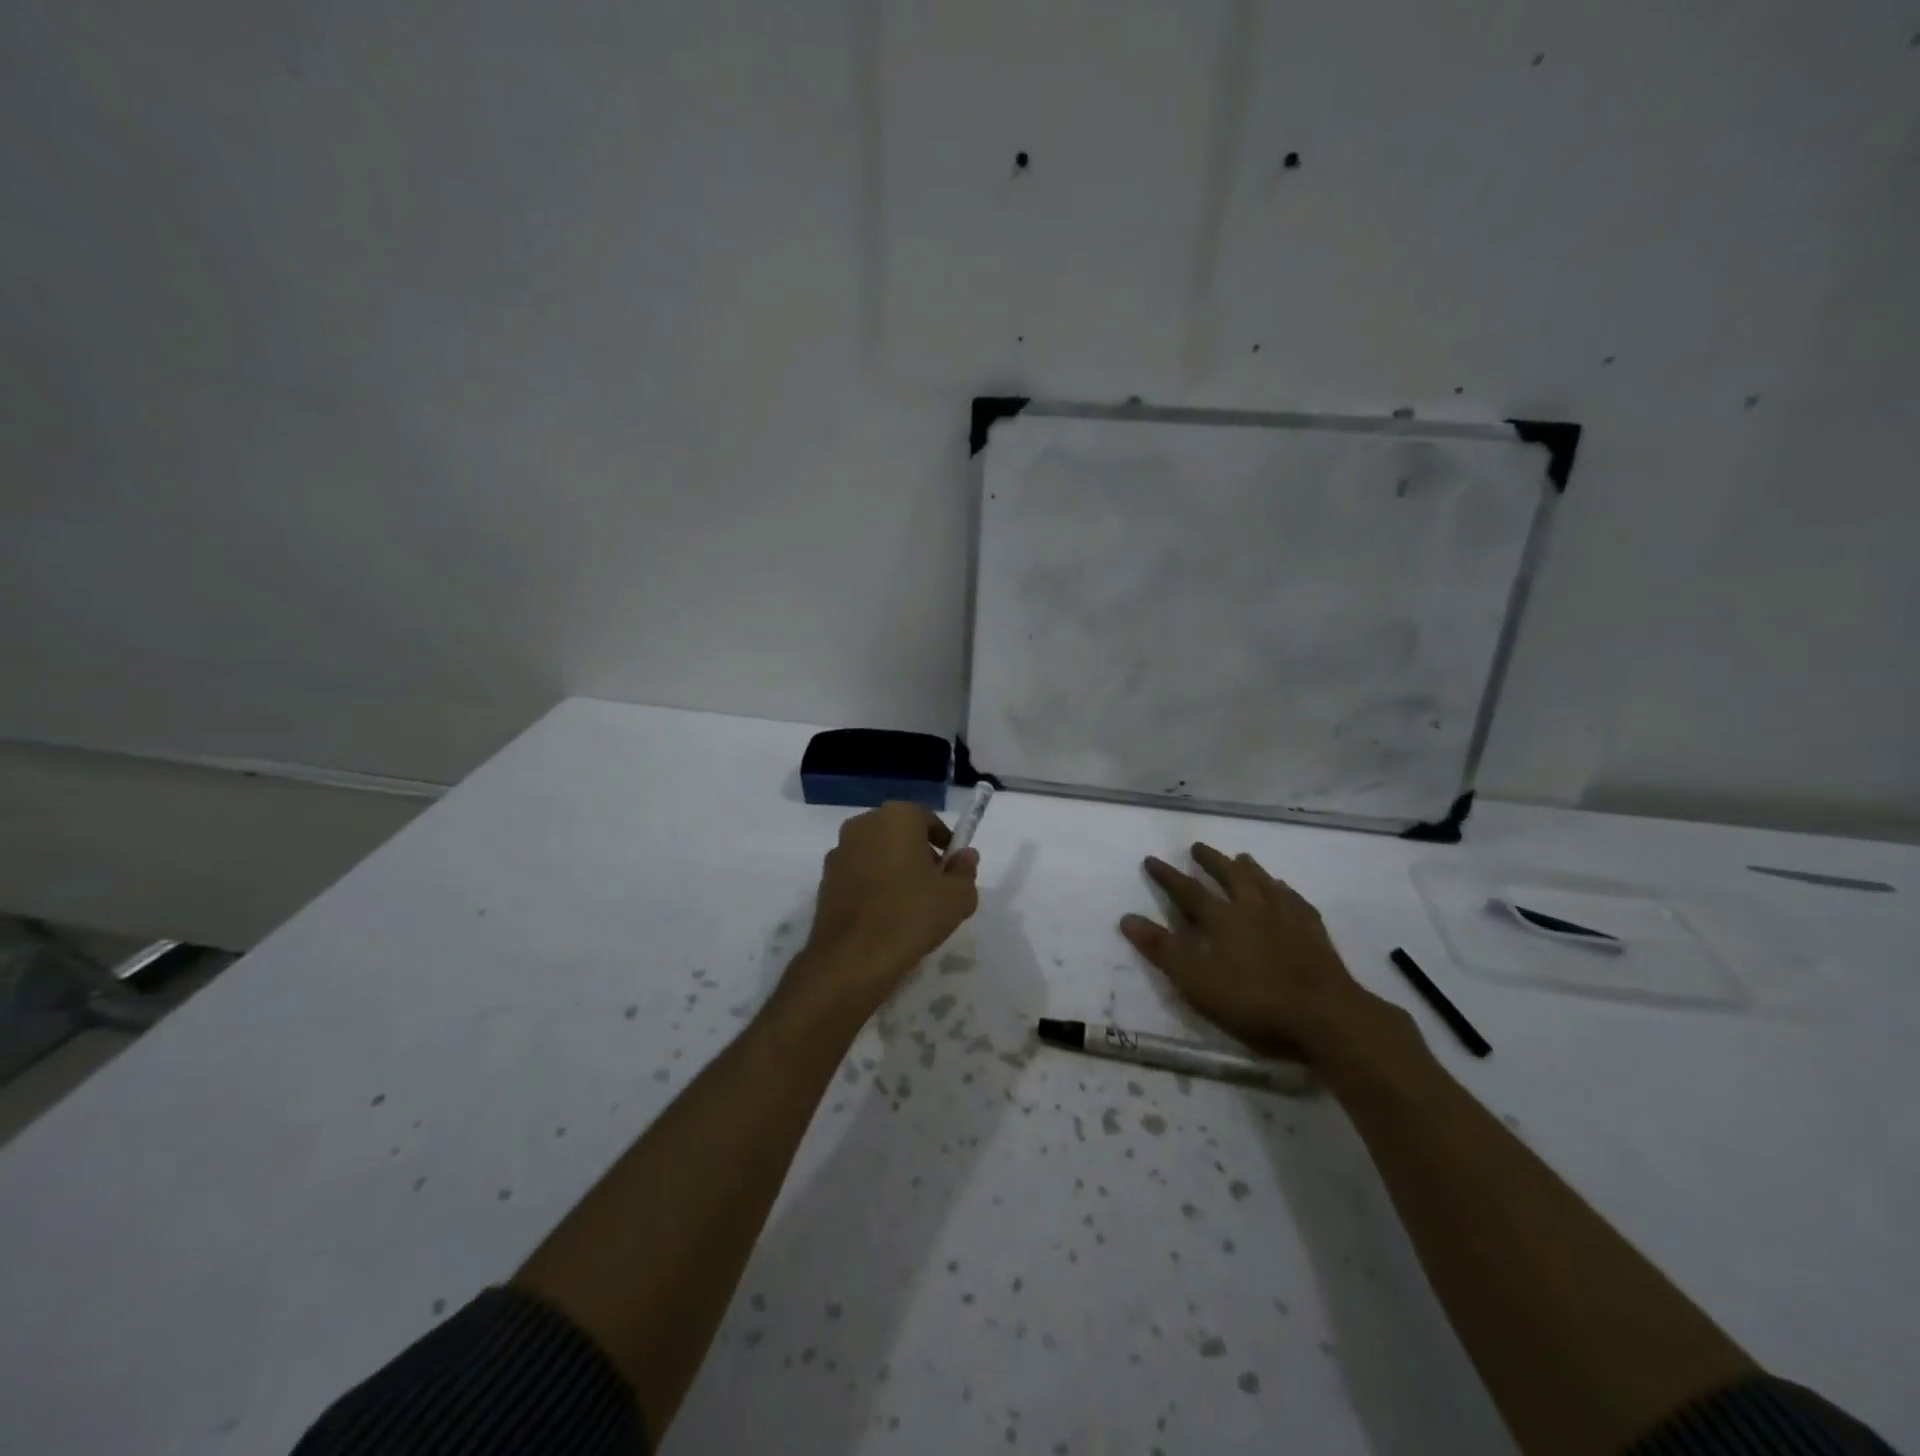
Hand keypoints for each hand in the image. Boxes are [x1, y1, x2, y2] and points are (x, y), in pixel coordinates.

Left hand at [786, 802, 979, 1020]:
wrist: (853, 957)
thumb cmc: (912, 915)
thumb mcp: (957, 896)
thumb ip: (965, 870)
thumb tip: (965, 856)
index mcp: (897, 816)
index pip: (927, 819)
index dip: (944, 841)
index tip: (952, 866)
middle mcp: (863, 824)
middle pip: (899, 832)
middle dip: (918, 852)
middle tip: (934, 884)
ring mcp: (839, 851)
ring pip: (877, 852)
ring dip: (893, 868)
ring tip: (909, 904)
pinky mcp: (825, 879)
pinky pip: (858, 873)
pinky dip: (872, 885)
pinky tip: (884, 914)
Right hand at [1120, 844, 1404, 1065]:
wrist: (1324, 1014)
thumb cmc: (1253, 999)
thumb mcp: (1196, 981)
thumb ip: (1162, 949)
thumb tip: (1127, 917)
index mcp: (1222, 918)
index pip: (1188, 890)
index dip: (1167, 876)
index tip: (1151, 859)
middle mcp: (1253, 907)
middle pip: (1229, 875)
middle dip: (1211, 860)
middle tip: (1198, 847)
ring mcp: (1287, 916)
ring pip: (1264, 881)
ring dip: (1248, 868)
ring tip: (1241, 857)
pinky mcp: (1314, 931)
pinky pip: (1295, 899)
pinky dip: (1284, 889)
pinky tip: (1285, 890)